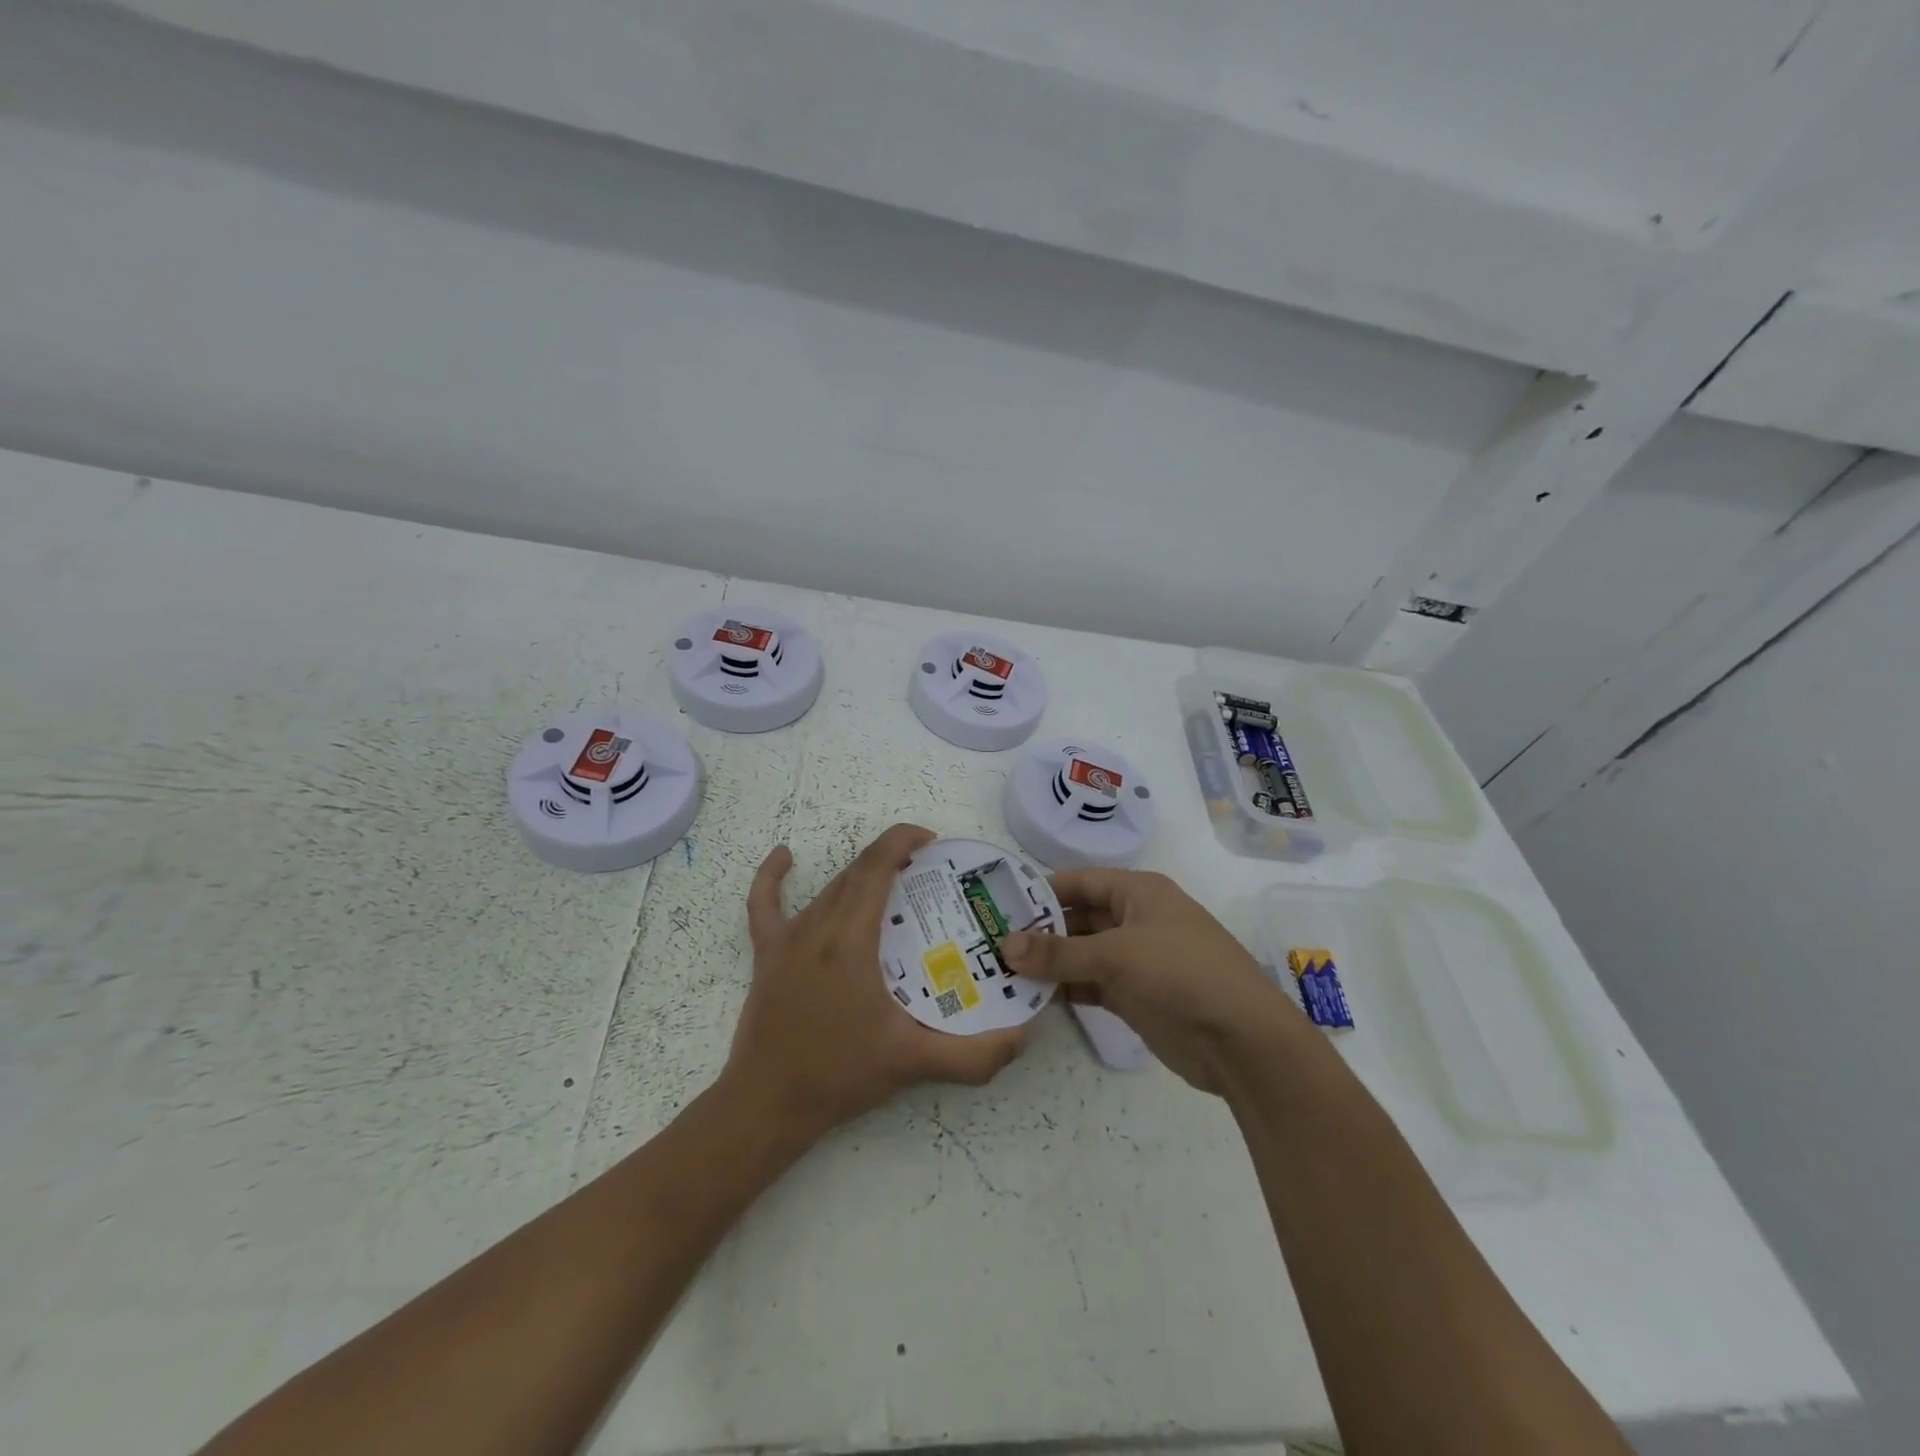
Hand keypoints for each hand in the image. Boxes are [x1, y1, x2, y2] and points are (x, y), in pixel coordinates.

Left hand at [722, 823, 1027, 1139]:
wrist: (767, 1104)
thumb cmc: (840, 1075)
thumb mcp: (913, 1064)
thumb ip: (973, 1055)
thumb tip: (1022, 1036)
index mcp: (851, 937)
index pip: (878, 864)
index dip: (904, 840)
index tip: (933, 843)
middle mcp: (818, 925)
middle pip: (857, 871)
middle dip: (893, 859)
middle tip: (928, 874)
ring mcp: (787, 937)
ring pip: (828, 888)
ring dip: (861, 876)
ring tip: (894, 885)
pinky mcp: (766, 954)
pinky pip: (764, 903)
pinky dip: (773, 876)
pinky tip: (785, 856)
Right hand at [1002, 868, 1295, 1093]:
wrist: (1242, 1041)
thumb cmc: (1181, 974)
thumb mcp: (1116, 956)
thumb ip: (1059, 953)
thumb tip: (1005, 946)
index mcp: (1137, 892)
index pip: (1078, 882)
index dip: (1040, 892)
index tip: (997, 906)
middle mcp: (1135, 920)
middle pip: (1078, 918)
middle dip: (1039, 932)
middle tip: (990, 945)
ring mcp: (1136, 960)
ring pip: (1082, 954)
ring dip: (1049, 964)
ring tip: (1000, 972)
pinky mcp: (1135, 996)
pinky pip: (1091, 985)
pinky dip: (1066, 989)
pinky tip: (1032, 998)